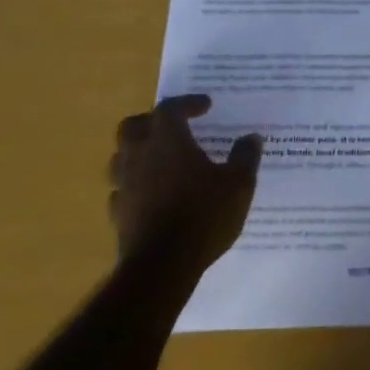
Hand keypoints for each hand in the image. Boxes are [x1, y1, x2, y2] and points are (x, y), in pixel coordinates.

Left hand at [109, 96, 262, 274]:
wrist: (162, 266)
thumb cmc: (204, 215)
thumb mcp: (239, 184)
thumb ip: (245, 157)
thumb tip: (251, 138)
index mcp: (168, 141)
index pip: (170, 108)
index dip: (188, 103)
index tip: (206, 106)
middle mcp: (140, 156)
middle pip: (133, 126)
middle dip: (152, 121)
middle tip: (174, 127)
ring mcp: (124, 186)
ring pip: (121, 157)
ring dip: (139, 152)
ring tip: (161, 160)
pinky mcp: (118, 214)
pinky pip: (122, 190)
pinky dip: (135, 185)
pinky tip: (152, 195)